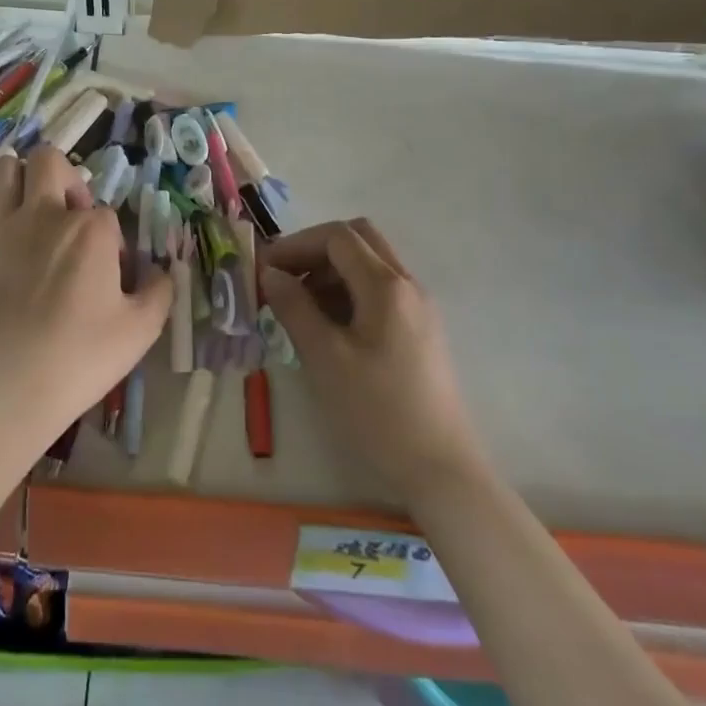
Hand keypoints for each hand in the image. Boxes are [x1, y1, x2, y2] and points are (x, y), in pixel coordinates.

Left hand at [0, 146, 171, 450]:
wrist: (13, 388)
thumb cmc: (83, 357)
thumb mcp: (142, 328)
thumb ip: (159, 290)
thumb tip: (159, 272)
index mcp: (90, 229)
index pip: (107, 214)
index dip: (111, 243)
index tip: (109, 278)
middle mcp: (44, 215)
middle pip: (49, 161)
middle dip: (65, 179)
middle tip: (70, 217)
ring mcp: (2, 230)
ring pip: (3, 170)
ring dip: (19, 181)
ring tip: (30, 211)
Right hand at [261, 219, 488, 507]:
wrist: (440, 469)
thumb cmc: (377, 411)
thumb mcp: (325, 358)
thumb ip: (294, 307)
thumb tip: (270, 273)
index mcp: (386, 285)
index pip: (337, 237)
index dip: (296, 244)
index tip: (265, 268)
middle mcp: (407, 285)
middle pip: (358, 239)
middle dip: (315, 250)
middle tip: (284, 277)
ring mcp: (418, 307)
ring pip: (370, 264)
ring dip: (331, 270)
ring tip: (299, 305)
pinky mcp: (420, 329)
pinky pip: (381, 290)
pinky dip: (349, 291)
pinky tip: (329, 325)